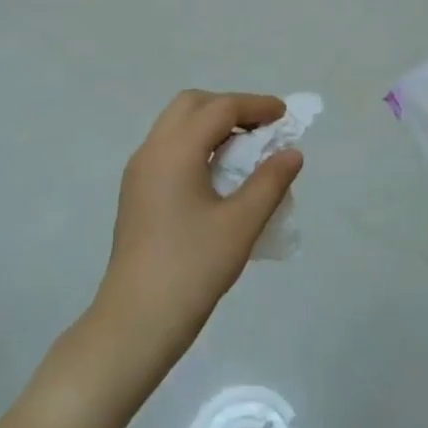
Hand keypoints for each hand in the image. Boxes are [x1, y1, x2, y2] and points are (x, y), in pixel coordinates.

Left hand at [92, 91, 302, 382]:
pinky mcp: (136, 193)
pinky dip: (196, 145)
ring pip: (176, 126)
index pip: (220, 108)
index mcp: (175, 151)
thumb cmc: (192, 269)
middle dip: (229, 107)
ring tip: (245, 150)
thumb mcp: (241, 224)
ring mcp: (139, 172)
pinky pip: (168, 149)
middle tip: (262, 128)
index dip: (256, 105)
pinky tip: (218, 175)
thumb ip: (270, 182)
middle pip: (191, 105)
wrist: (136, 321)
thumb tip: (291, 152)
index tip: (285, 116)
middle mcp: (151, 151)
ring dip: (211, 125)